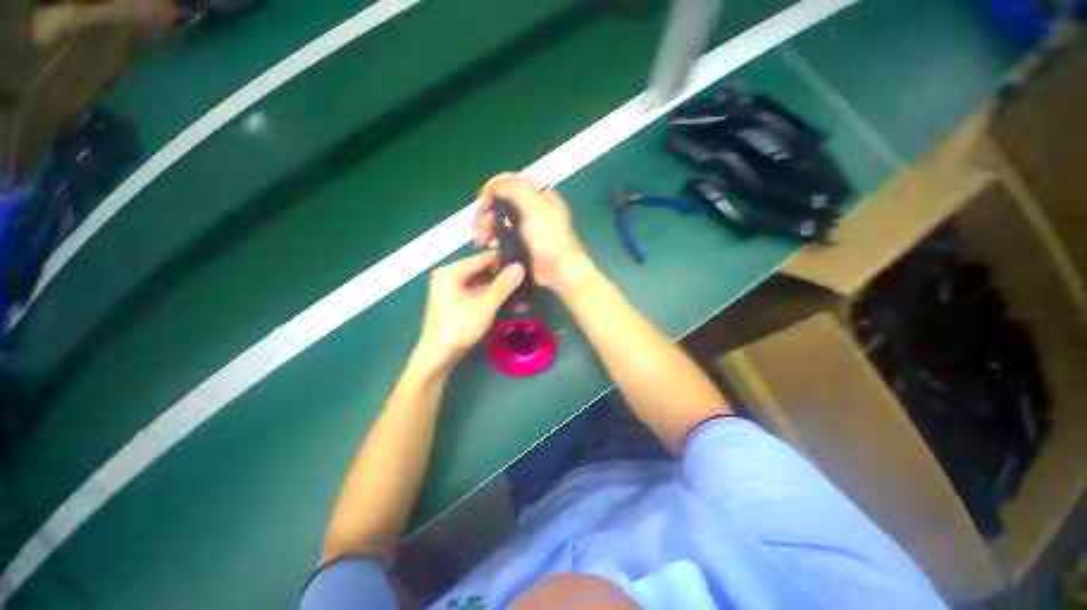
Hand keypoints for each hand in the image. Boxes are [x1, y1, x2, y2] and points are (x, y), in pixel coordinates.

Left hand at [415, 250, 524, 369]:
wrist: (438, 355)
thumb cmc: (459, 327)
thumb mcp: (484, 306)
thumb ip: (503, 285)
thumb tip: (520, 266)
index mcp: (451, 271)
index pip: (483, 258)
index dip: (504, 260)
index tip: (524, 263)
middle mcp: (449, 275)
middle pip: (481, 268)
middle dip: (502, 273)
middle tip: (525, 276)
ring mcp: (452, 288)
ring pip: (480, 280)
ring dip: (498, 285)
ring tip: (520, 286)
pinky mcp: (456, 300)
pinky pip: (476, 291)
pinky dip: (490, 293)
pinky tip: (507, 297)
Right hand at [473, 173, 592, 293]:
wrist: (559, 271)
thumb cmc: (549, 239)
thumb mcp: (534, 208)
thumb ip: (515, 189)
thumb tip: (495, 184)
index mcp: (539, 196)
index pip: (510, 183)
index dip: (492, 190)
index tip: (482, 204)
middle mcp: (533, 209)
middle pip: (502, 202)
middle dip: (486, 212)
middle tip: (477, 227)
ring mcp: (527, 228)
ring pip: (500, 220)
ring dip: (486, 226)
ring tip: (481, 239)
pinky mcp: (522, 244)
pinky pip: (503, 236)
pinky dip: (493, 238)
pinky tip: (487, 245)